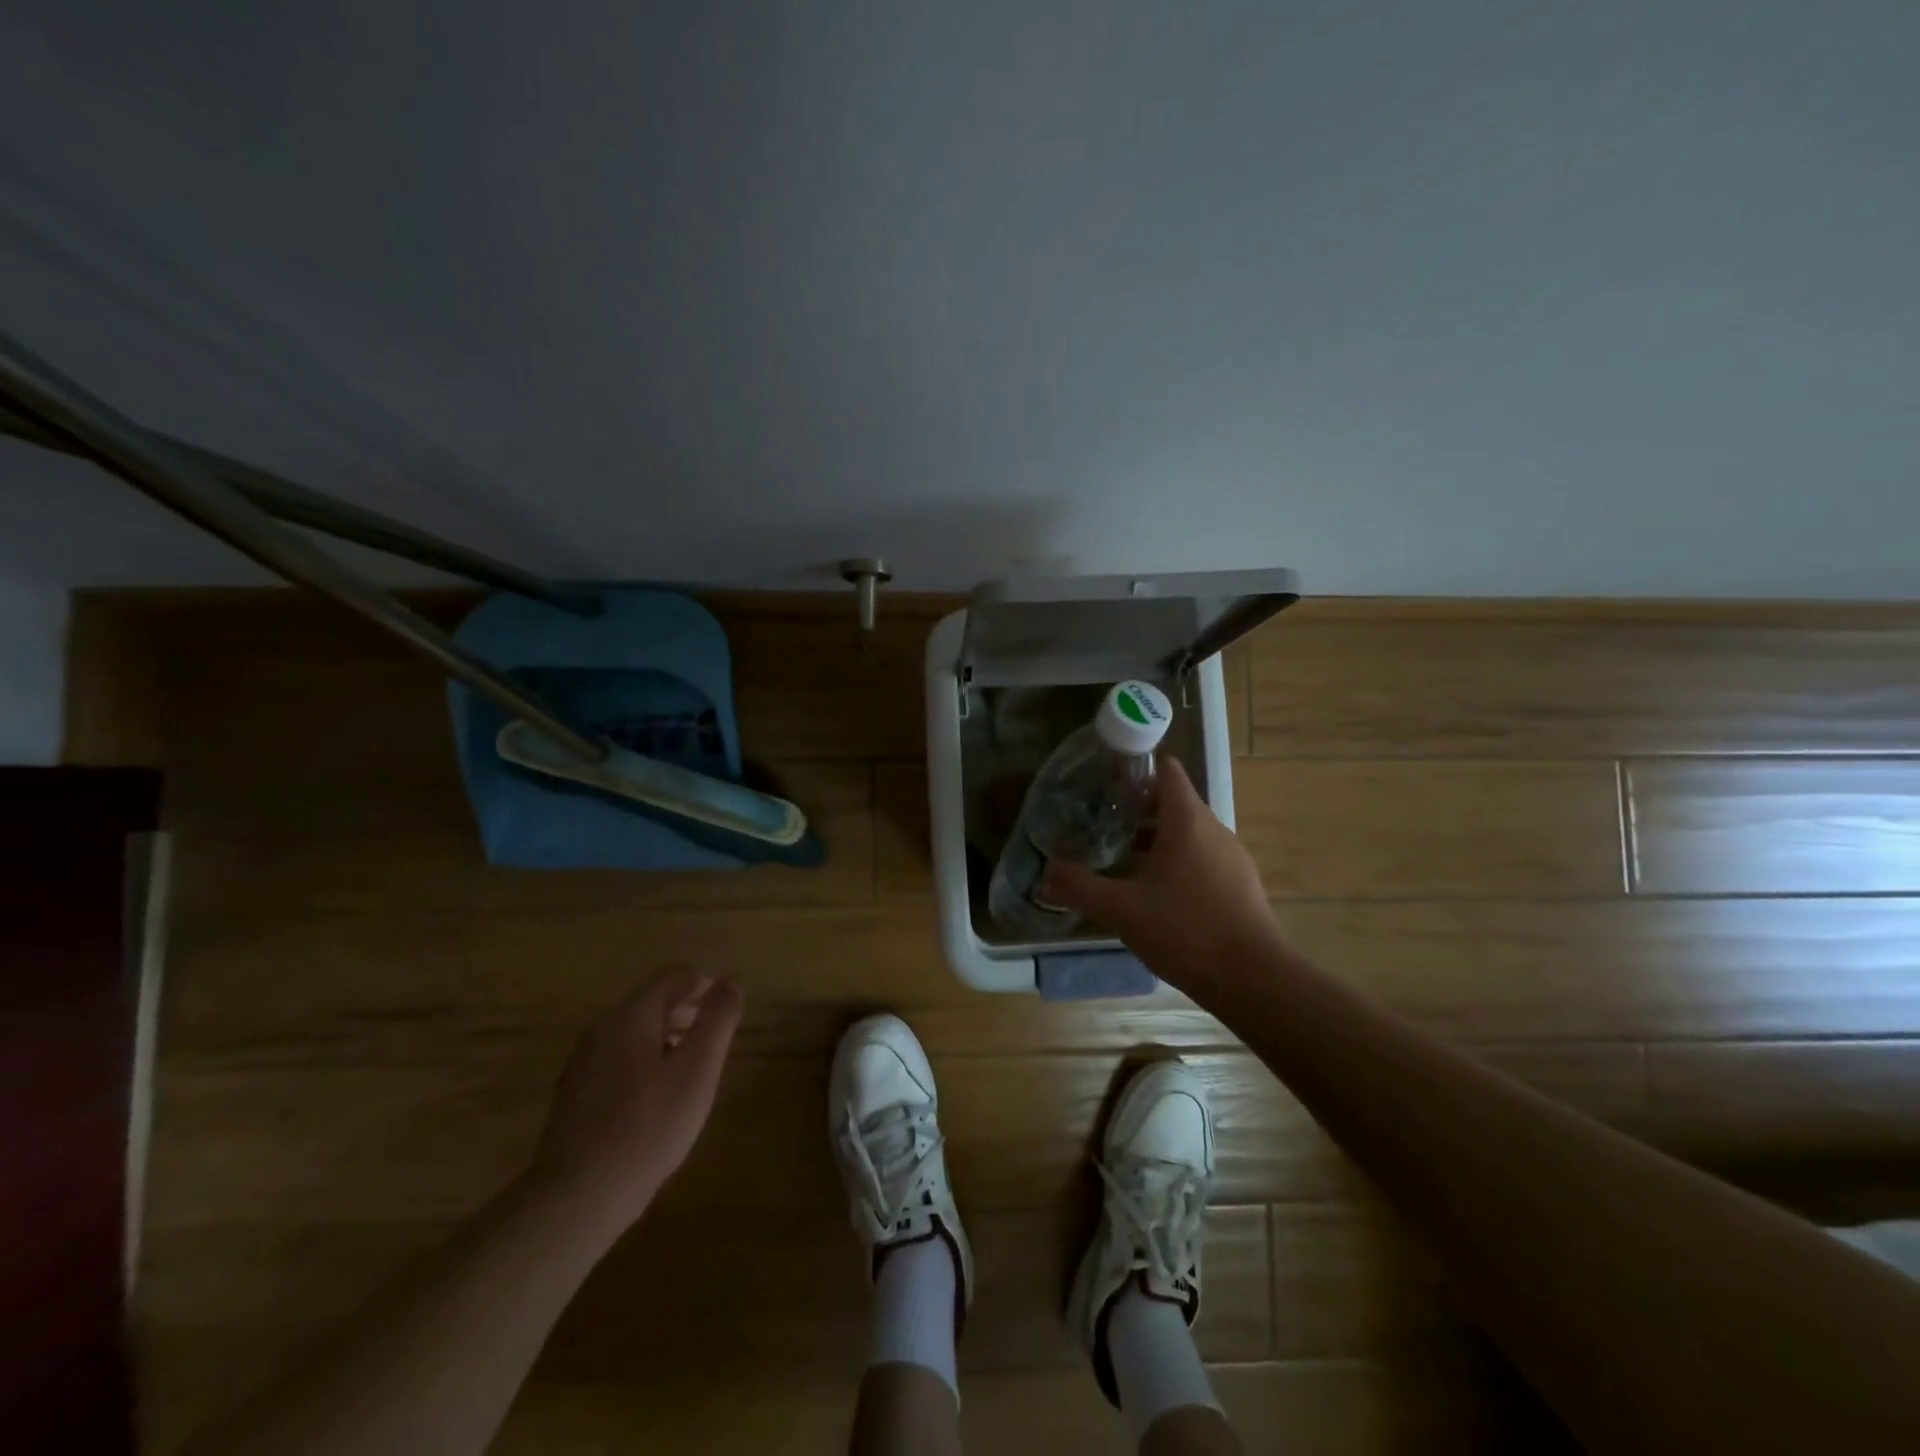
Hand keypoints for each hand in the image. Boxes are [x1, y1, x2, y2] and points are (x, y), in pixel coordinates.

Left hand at [530, 967, 743, 1228]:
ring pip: (634, 1032)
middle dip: (688, 1012)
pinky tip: (657, 1101)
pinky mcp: (575, 1095)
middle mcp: (602, 1028)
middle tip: (714, 1044)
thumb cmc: (649, 1125)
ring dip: (667, 1039)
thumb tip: (729, 982)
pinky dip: (645, 1063)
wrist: (578, 1197)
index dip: (706, 985)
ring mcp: (584, 1062)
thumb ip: (718, 1020)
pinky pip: (618, 1060)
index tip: (727, 1013)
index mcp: (631, 1015)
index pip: (674, 975)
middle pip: (652, 1001)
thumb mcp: (698, 1069)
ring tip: (691, 1073)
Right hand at [1042, 758, 1282, 998]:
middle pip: (1174, 802)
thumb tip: (1047, 873)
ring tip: (1120, 858)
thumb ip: (1080, 887)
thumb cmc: (1186, 929)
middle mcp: (1214, 830)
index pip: (1166, 770)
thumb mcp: (1122, 909)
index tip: (1105, 782)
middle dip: (1136, 810)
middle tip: (1100, 824)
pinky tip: (1153, 894)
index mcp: (1188, 820)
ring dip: (1155, 840)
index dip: (1136, 769)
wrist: (1253, 980)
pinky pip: (1201, 860)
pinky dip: (1175, 864)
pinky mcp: (1239, 886)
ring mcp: (1231, 858)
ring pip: (1187, 834)